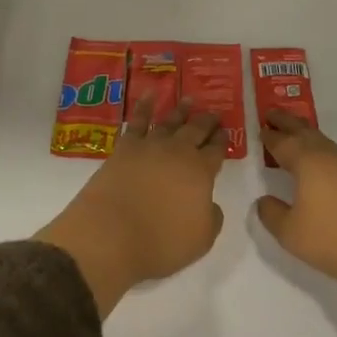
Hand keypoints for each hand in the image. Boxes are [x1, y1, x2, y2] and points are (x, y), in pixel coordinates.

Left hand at [36, 99, 226, 315]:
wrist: (111, 234)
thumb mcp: (201, 240)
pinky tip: (149, 94)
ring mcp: (150, 146)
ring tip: (189, 100)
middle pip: (196, 130)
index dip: (222, 141)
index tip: (225, 133)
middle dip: (207, 122)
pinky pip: (138, 120)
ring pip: (170, 122)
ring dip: (181, 110)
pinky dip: (145, 105)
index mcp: (201, 172)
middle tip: (214, 113)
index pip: (216, 151)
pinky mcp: (125, 147)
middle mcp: (178, 152)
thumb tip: (209, 203)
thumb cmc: (161, 242)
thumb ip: (211, 218)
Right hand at [256, 112, 336, 290]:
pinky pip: (333, 152)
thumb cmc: (335, 239)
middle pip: (303, 131)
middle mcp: (327, 155)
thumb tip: (264, 200)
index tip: (259, 127)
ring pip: (321, 140)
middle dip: (286, 121)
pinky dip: (318, 147)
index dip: (269, 136)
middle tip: (271, 113)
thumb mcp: (291, 234)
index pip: (282, 142)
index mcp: (306, 161)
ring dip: (304, 133)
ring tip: (292, 132)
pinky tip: (318, 160)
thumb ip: (271, 214)